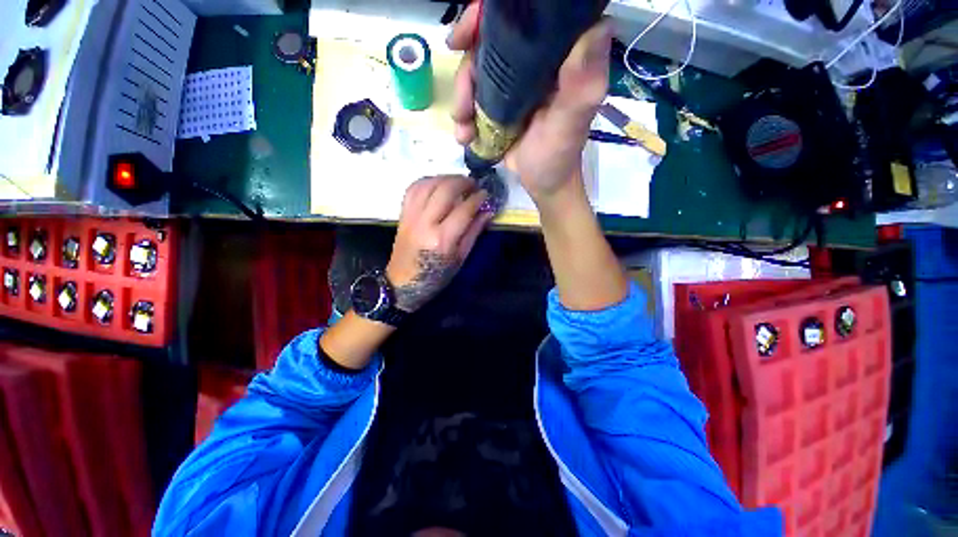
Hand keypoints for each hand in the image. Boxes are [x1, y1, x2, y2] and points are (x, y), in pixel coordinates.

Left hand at [386, 175, 492, 312]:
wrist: (402, 282)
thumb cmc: (436, 275)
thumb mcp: (460, 258)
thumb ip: (474, 232)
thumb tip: (488, 211)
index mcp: (442, 239)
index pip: (464, 209)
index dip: (478, 198)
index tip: (486, 194)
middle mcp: (425, 223)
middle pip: (445, 190)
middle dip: (463, 182)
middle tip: (474, 184)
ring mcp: (411, 216)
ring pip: (429, 184)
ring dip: (446, 178)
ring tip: (458, 182)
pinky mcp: (403, 214)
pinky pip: (414, 188)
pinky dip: (428, 181)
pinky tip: (438, 183)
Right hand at [449, 3, 611, 203]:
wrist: (544, 183)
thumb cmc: (559, 156)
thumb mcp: (570, 123)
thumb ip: (582, 85)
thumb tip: (597, 29)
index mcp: (559, 55)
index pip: (526, 17)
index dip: (489, 17)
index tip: (466, 36)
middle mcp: (535, 61)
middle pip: (490, 42)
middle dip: (468, 70)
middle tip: (461, 104)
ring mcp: (514, 83)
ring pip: (476, 70)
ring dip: (462, 100)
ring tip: (464, 129)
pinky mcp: (500, 102)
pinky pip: (473, 96)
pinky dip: (464, 115)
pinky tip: (465, 135)